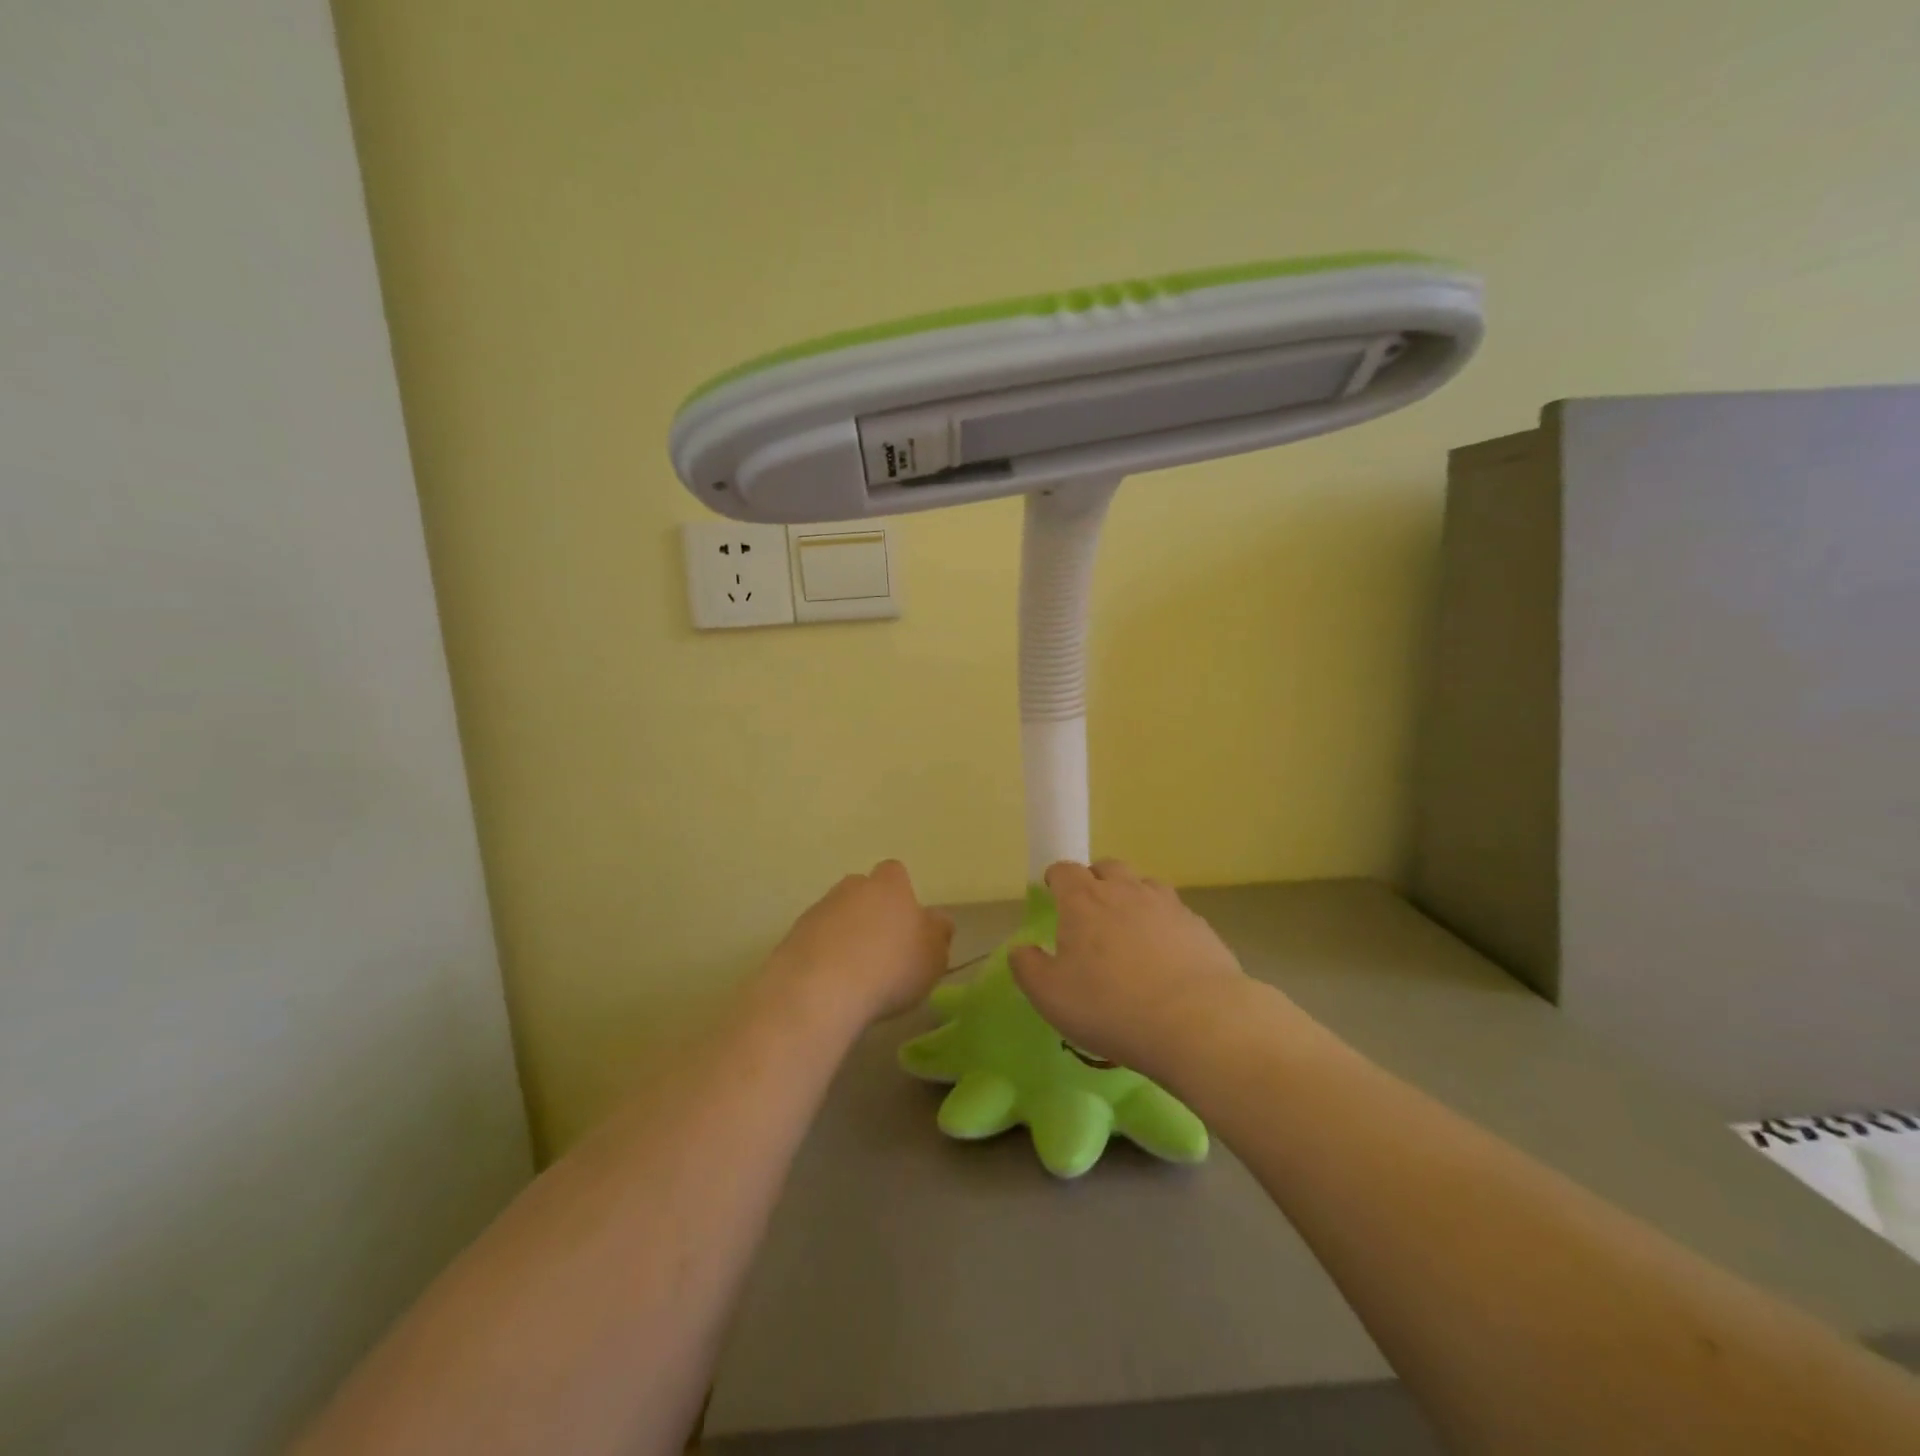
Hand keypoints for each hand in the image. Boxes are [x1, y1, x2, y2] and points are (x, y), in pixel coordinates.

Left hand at [770, 860, 953, 1026]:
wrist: (819, 990)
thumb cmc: (890, 967)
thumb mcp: (934, 956)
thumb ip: (939, 934)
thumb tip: (937, 920)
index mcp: (889, 885)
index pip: (895, 873)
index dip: (901, 894)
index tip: (906, 923)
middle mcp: (851, 888)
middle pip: (862, 891)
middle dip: (870, 913)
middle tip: (881, 949)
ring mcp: (817, 910)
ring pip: (836, 915)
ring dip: (844, 936)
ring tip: (854, 974)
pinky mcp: (791, 937)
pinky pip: (813, 941)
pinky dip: (822, 956)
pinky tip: (829, 986)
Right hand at [1008, 860, 1256, 1078]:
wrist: (1196, 1021)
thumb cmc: (1110, 1007)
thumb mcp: (1050, 996)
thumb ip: (1027, 967)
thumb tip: (1021, 949)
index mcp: (1084, 900)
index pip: (1065, 870)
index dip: (1056, 879)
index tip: (1052, 892)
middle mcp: (1125, 891)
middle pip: (1107, 867)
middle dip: (1095, 880)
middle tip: (1090, 910)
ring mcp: (1167, 905)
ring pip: (1144, 885)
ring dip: (1132, 897)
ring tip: (1129, 928)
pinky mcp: (1198, 926)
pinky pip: (1174, 913)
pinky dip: (1163, 923)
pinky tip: (1165, 953)